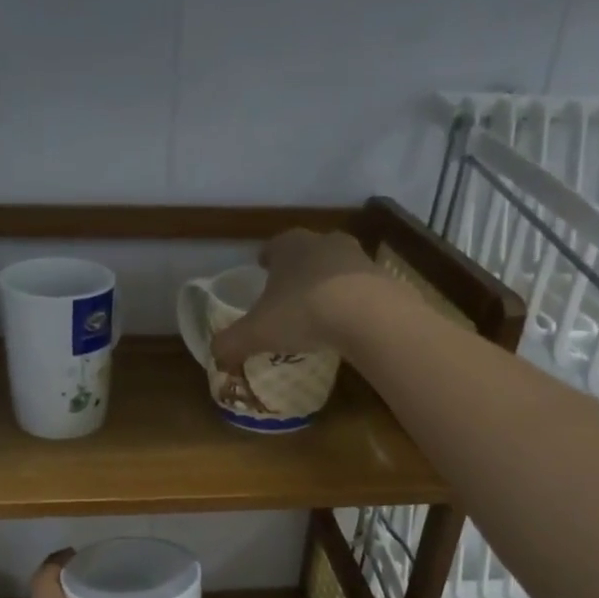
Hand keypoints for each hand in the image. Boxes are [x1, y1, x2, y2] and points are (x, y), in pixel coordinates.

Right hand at [209, 229, 400, 369]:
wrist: (368, 315)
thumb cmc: (303, 313)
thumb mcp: (256, 332)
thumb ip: (231, 342)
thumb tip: (214, 354)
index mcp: (290, 246)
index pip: (274, 245)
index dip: (266, 258)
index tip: (263, 268)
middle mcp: (324, 242)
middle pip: (308, 250)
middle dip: (299, 268)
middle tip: (290, 291)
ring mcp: (358, 258)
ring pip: (337, 266)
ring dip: (328, 282)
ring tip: (320, 308)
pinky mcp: (383, 279)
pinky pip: (361, 288)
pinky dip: (353, 300)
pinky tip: (348, 322)